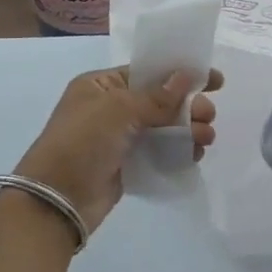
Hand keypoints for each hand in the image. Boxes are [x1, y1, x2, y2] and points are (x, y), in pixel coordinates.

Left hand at [14, 66, 222, 234]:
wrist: (56, 200)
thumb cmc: (81, 143)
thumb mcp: (118, 110)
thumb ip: (156, 96)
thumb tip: (187, 76)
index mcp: (101, 85)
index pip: (148, 72)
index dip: (181, 73)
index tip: (215, 80)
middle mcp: (110, 108)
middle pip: (160, 100)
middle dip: (189, 106)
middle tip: (209, 117)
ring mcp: (119, 138)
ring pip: (163, 127)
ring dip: (188, 130)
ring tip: (206, 139)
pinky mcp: (127, 165)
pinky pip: (159, 152)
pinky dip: (178, 151)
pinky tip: (194, 155)